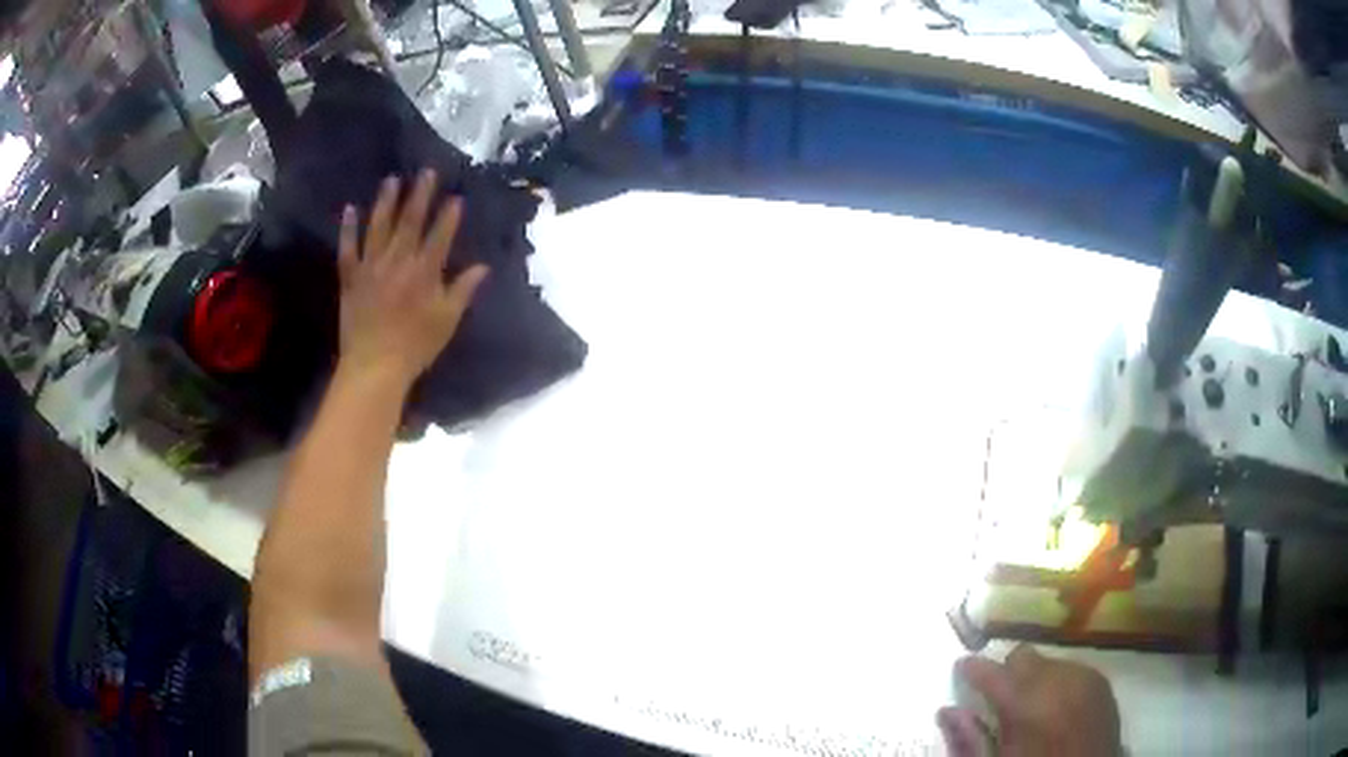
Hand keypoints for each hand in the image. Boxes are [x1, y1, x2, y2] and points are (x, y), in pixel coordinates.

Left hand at [337, 169, 487, 387]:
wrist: (373, 367)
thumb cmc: (415, 347)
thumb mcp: (447, 321)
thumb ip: (463, 290)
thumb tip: (482, 267)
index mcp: (424, 272)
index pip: (440, 235)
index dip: (448, 215)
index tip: (456, 196)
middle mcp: (397, 261)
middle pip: (410, 222)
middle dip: (420, 196)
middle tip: (426, 172)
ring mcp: (371, 267)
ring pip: (379, 227)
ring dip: (386, 202)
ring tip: (392, 180)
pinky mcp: (351, 278)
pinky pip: (348, 249)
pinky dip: (348, 229)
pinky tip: (350, 209)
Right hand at [939, 645, 1120, 756]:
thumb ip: (968, 740)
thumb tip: (946, 711)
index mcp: (1025, 702)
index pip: (989, 670)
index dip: (971, 669)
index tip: (961, 670)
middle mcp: (1056, 678)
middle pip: (1022, 655)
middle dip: (1007, 672)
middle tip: (999, 700)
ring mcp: (1084, 676)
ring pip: (1049, 661)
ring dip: (1035, 678)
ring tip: (1032, 707)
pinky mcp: (1102, 683)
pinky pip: (1073, 670)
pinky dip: (1059, 683)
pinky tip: (1057, 708)